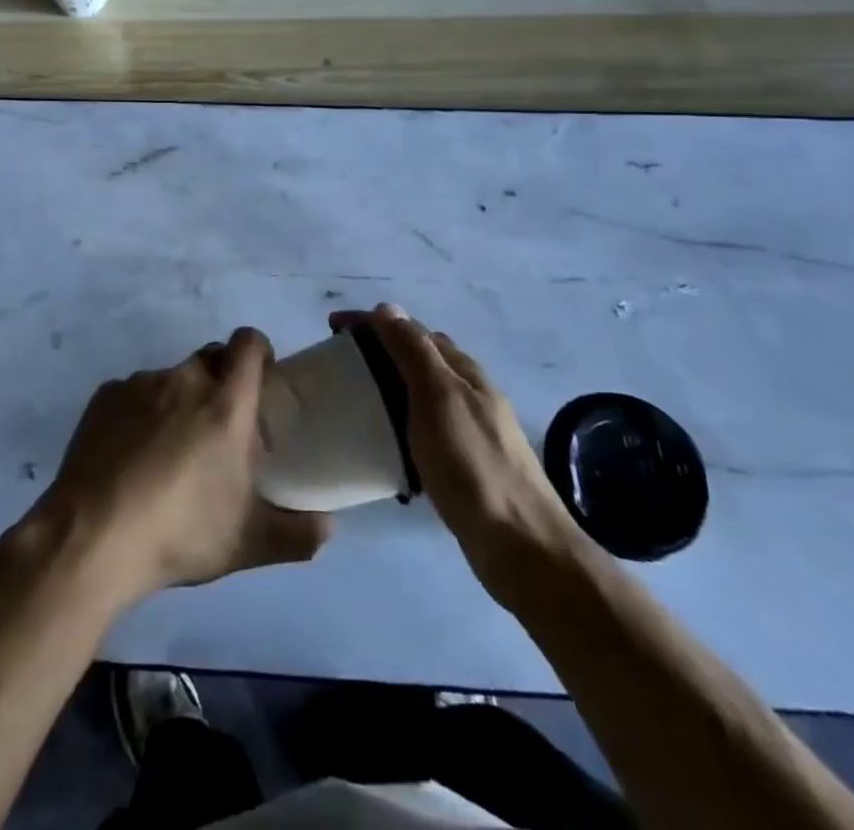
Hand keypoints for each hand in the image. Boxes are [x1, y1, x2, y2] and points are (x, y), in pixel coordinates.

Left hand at [32, 328, 331, 609]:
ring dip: (178, 401)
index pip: (249, 343)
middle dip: (220, 381)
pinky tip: (130, 455)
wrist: (93, 536)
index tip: (260, 379)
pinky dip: (140, 413)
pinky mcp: (105, 396)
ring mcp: (140, 383)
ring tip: (168, 451)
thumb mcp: (249, 543)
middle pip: (210, 358)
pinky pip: (133, 393)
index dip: (258, 351)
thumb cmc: (181, 532)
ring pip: (171, 378)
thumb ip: (298, 534)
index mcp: (226, 403)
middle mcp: (185, 379)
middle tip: (218, 427)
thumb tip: (329, 528)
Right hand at [331, 304, 582, 601]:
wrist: (522, 546)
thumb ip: (413, 351)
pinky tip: (384, 442)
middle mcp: (468, 391)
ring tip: (353, 399)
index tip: (331, 329)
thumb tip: (386, 307)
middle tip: (337, 364)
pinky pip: (422, 426)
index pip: (410, 329)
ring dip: (386, 385)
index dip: (371, 322)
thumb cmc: (473, 465)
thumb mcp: (437, 398)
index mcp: (462, 370)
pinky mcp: (464, 461)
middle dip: (376, 350)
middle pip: (416, 356)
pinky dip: (398, 420)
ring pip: (419, 392)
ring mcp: (469, 427)